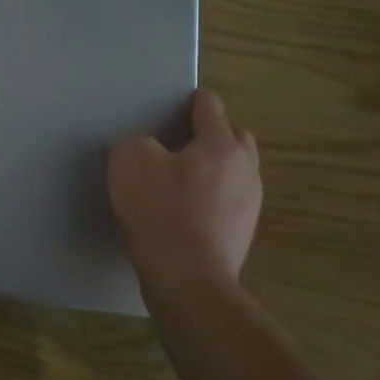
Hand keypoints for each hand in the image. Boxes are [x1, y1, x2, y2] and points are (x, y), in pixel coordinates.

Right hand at [108, 89, 261, 298]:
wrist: (188, 278)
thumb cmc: (161, 210)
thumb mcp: (129, 160)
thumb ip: (137, 142)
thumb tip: (149, 148)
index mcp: (221, 143)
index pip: (209, 105)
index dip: (187, 101)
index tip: (167, 110)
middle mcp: (245, 168)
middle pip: (233, 136)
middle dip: (209, 134)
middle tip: (177, 145)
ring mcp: (250, 202)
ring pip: (234, 170)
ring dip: (212, 168)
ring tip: (180, 180)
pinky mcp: (243, 232)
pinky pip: (229, 200)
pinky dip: (211, 197)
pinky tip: (185, 211)